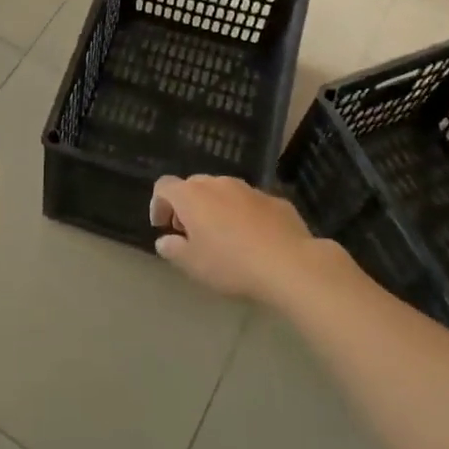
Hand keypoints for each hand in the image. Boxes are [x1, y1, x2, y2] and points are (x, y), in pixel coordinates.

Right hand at [150, 175, 324, 304]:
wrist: (290, 264)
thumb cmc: (231, 264)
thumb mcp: (193, 265)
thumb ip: (173, 249)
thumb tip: (165, 241)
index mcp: (192, 196)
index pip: (164, 187)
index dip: (158, 204)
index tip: (162, 227)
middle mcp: (218, 183)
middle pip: (193, 186)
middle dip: (187, 206)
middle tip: (191, 233)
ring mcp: (249, 189)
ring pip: (223, 191)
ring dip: (216, 208)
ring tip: (223, 236)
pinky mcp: (274, 199)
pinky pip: (250, 203)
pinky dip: (244, 214)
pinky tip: (253, 239)